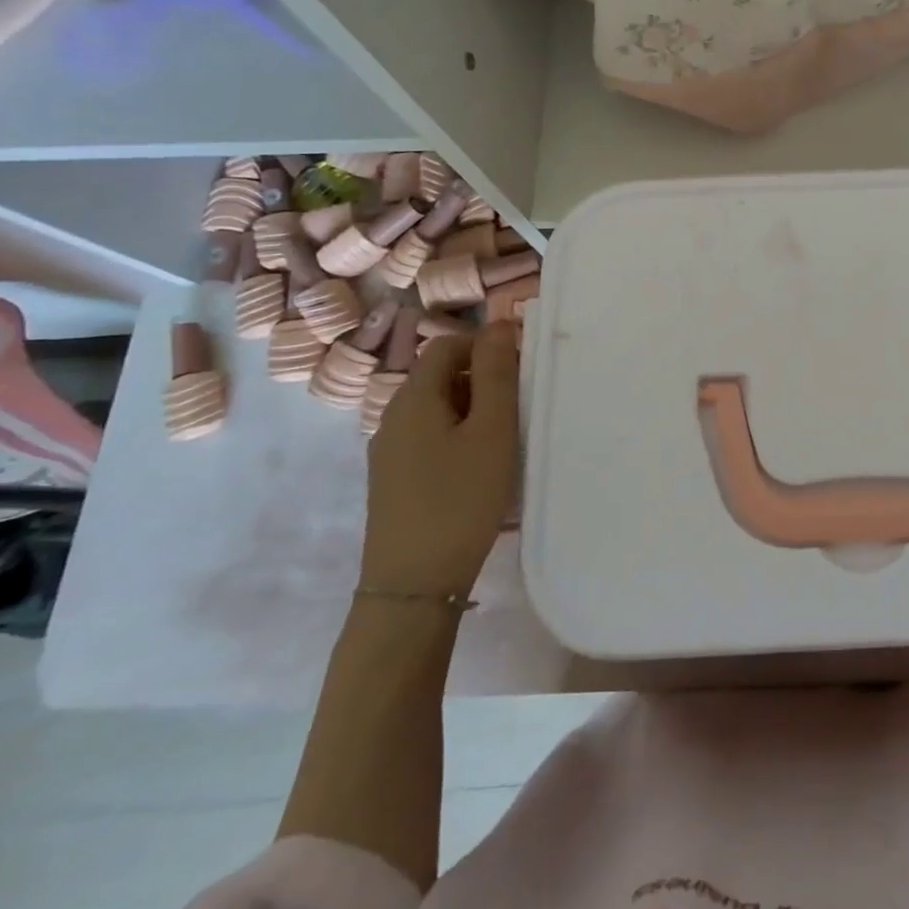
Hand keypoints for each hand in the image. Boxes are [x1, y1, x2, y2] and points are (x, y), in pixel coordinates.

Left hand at [360, 323, 519, 598]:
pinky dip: (457, 436)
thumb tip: (497, 325)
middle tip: (519, 408)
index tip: (520, 372)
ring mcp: (388, 450)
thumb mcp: (492, 431)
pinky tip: (478, 468)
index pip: (447, 345)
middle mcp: (392, 416)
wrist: (414, 584)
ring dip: (472, 410)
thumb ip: (497, 374)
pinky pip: (428, 436)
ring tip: (504, 440)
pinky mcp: (393, 479)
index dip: (485, 347)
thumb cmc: (461, 498)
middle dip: (482, 379)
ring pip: (436, 408)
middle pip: (439, 375)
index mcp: (413, 397)